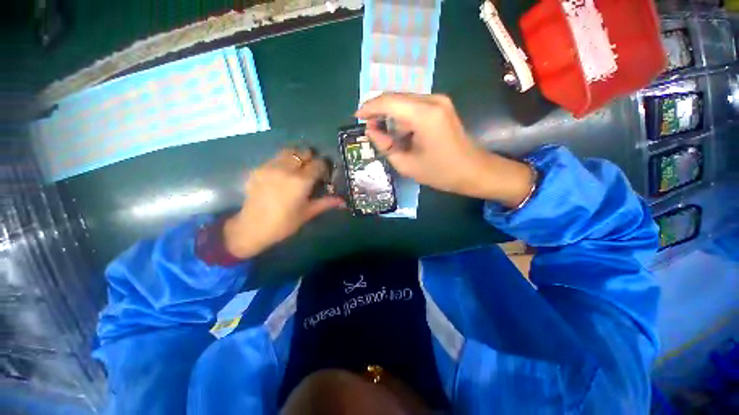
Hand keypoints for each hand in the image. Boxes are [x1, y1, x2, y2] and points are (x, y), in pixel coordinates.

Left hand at [223, 149, 344, 258]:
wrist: (252, 228)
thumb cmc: (284, 223)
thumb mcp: (307, 213)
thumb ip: (326, 203)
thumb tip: (343, 201)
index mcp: (301, 181)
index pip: (318, 164)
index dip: (323, 167)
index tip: (324, 174)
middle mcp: (286, 169)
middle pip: (303, 152)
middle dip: (310, 158)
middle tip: (311, 170)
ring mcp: (270, 166)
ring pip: (288, 151)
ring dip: (296, 157)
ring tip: (297, 169)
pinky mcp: (258, 168)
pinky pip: (274, 158)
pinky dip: (282, 162)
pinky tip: (281, 175)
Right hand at [355, 93, 533, 206]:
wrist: (473, 170)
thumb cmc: (440, 172)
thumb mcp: (406, 164)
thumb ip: (385, 145)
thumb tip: (371, 130)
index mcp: (424, 115)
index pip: (388, 102)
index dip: (369, 107)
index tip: (356, 117)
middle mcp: (432, 100)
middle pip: (395, 97)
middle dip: (378, 110)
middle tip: (368, 127)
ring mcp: (439, 101)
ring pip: (404, 101)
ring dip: (390, 115)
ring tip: (383, 134)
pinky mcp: (441, 106)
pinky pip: (414, 106)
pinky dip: (402, 117)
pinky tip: (399, 132)